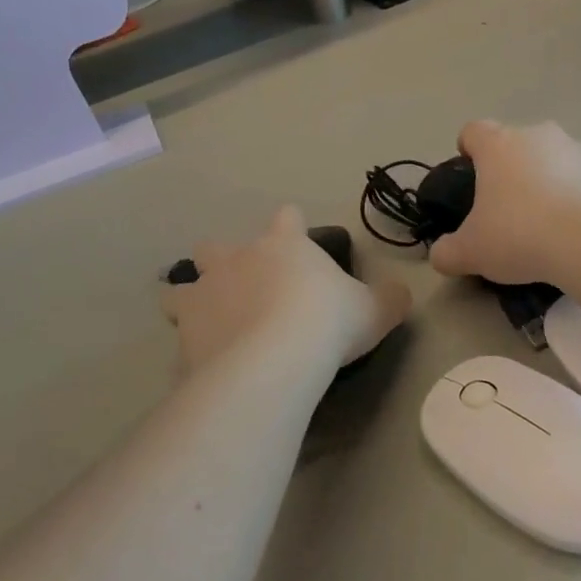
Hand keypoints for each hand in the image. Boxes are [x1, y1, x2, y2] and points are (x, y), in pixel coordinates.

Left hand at [163, 206, 411, 376]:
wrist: (276, 358)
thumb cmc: (328, 322)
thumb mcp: (376, 310)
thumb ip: (389, 298)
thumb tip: (400, 294)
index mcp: (284, 245)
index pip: (287, 218)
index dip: (292, 226)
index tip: (297, 240)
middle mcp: (238, 259)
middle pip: (215, 246)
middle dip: (223, 261)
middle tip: (241, 287)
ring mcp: (206, 292)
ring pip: (183, 285)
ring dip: (192, 298)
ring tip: (205, 320)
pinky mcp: (186, 329)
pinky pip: (179, 333)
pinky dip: (188, 344)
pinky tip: (200, 362)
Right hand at [428, 121, 580, 285]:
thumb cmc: (519, 235)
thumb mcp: (470, 252)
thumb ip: (447, 252)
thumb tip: (440, 256)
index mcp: (498, 144)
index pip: (473, 131)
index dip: (467, 151)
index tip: (469, 178)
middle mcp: (537, 136)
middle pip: (516, 144)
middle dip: (510, 169)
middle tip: (505, 209)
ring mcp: (577, 150)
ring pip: (552, 159)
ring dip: (546, 181)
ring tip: (545, 223)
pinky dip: (576, 197)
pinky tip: (574, 231)